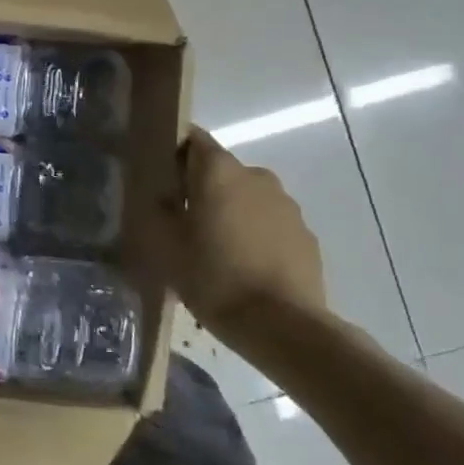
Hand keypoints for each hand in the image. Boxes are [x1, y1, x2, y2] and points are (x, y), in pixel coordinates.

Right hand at [157, 126, 325, 321]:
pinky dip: (253, 235)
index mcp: (219, 171)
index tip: (158, 173)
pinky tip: (242, 267)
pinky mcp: (305, 235)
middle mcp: (256, 176)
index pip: (193, 139)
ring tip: (212, 248)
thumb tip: (160, 197)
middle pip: (220, 170)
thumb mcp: (165, 246)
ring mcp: (286, 205)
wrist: (283, 326)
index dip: (173, 151)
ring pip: (246, 197)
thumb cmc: (213, 277)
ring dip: (229, 212)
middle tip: (180, 219)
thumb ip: (158, 212)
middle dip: (200, 188)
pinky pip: (269, 224)